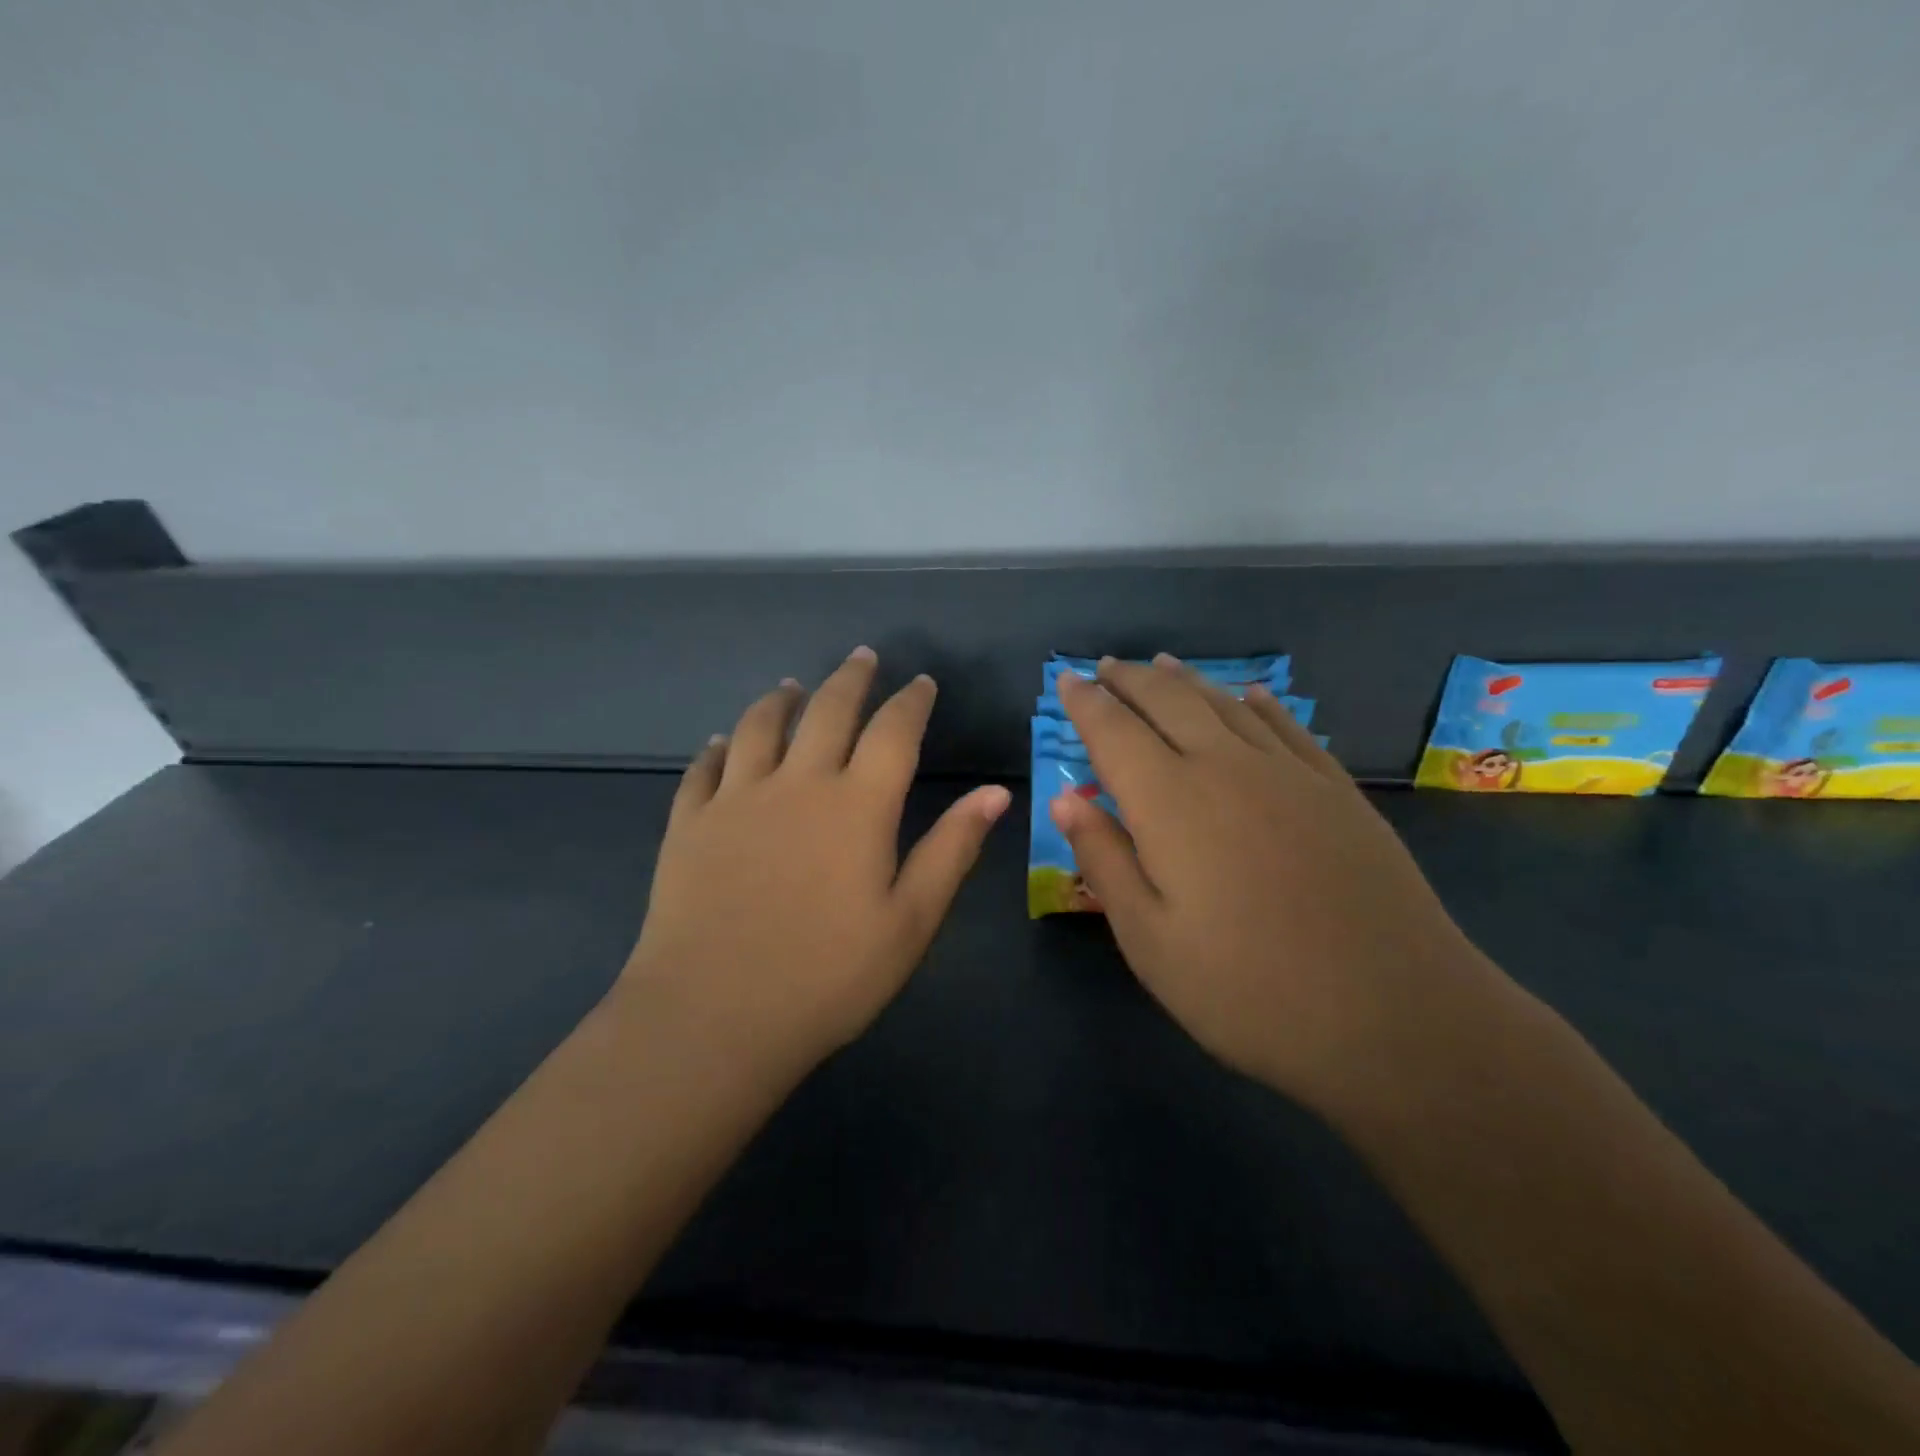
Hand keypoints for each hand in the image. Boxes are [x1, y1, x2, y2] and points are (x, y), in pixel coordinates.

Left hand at [622, 647, 1011, 1077]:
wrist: (713, 1016)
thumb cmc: (827, 976)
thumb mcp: (909, 921)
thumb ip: (951, 849)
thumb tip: (996, 792)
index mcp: (857, 806)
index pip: (892, 732)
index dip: (911, 701)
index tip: (921, 682)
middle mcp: (797, 784)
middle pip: (827, 711)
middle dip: (850, 679)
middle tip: (862, 656)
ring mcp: (736, 799)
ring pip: (759, 726)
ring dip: (781, 700)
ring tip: (792, 686)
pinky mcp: (689, 823)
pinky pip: (704, 769)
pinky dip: (718, 748)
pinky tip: (722, 743)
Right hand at [1051, 656, 1496, 1108]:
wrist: (1396, 1014)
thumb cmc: (1248, 990)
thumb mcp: (1149, 940)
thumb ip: (1104, 860)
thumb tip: (1064, 799)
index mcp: (1169, 802)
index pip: (1114, 732)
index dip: (1086, 703)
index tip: (1066, 680)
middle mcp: (1226, 767)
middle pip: (1169, 702)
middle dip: (1130, 680)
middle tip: (1106, 666)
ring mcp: (1288, 773)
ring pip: (1225, 704)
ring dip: (1186, 681)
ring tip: (1160, 666)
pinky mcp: (1337, 790)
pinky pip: (1287, 726)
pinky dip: (1258, 703)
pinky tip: (1249, 694)